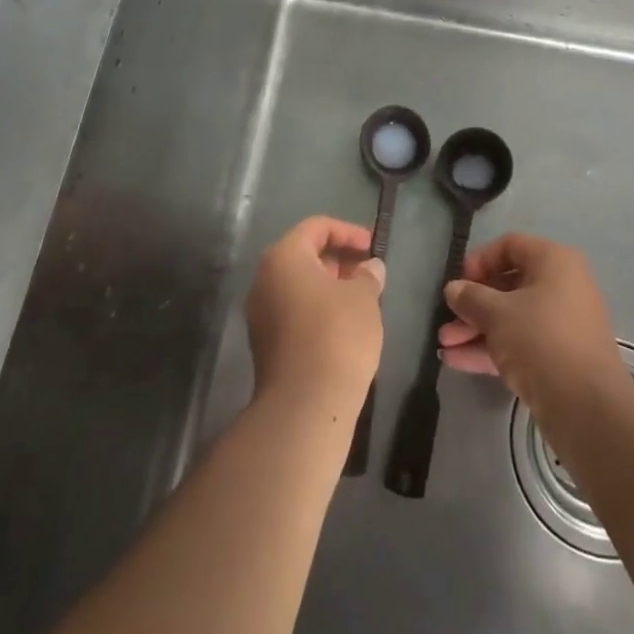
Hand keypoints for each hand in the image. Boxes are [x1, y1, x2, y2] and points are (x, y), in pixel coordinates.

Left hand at [246, 215, 385, 412]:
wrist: (305, 405)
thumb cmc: (337, 336)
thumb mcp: (364, 298)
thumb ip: (368, 275)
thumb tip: (370, 267)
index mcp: (284, 257)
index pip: (316, 227)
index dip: (348, 232)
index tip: (373, 246)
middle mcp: (264, 279)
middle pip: (303, 254)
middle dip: (338, 259)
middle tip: (368, 272)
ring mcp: (260, 313)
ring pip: (298, 285)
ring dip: (329, 285)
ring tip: (361, 299)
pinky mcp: (265, 342)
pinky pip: (293, 310)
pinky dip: (317, 308)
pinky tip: (344, 325)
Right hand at [438, 233, 629, 420]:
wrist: (586, 406)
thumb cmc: (540, 339)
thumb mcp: (497, 313)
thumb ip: (471, 297)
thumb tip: (454, 289)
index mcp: (554, 262)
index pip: (510, 246)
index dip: (479, 260)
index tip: (458, 282)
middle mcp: (562, 286)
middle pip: (508, 286)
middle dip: (472, 304)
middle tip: (446, 320)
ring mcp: (562, 324)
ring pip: (511, 318)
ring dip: (476, 329)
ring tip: (444, 345)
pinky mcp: (559, 358)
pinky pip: (520, 343)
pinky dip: (491, 348)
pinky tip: (456, 360)